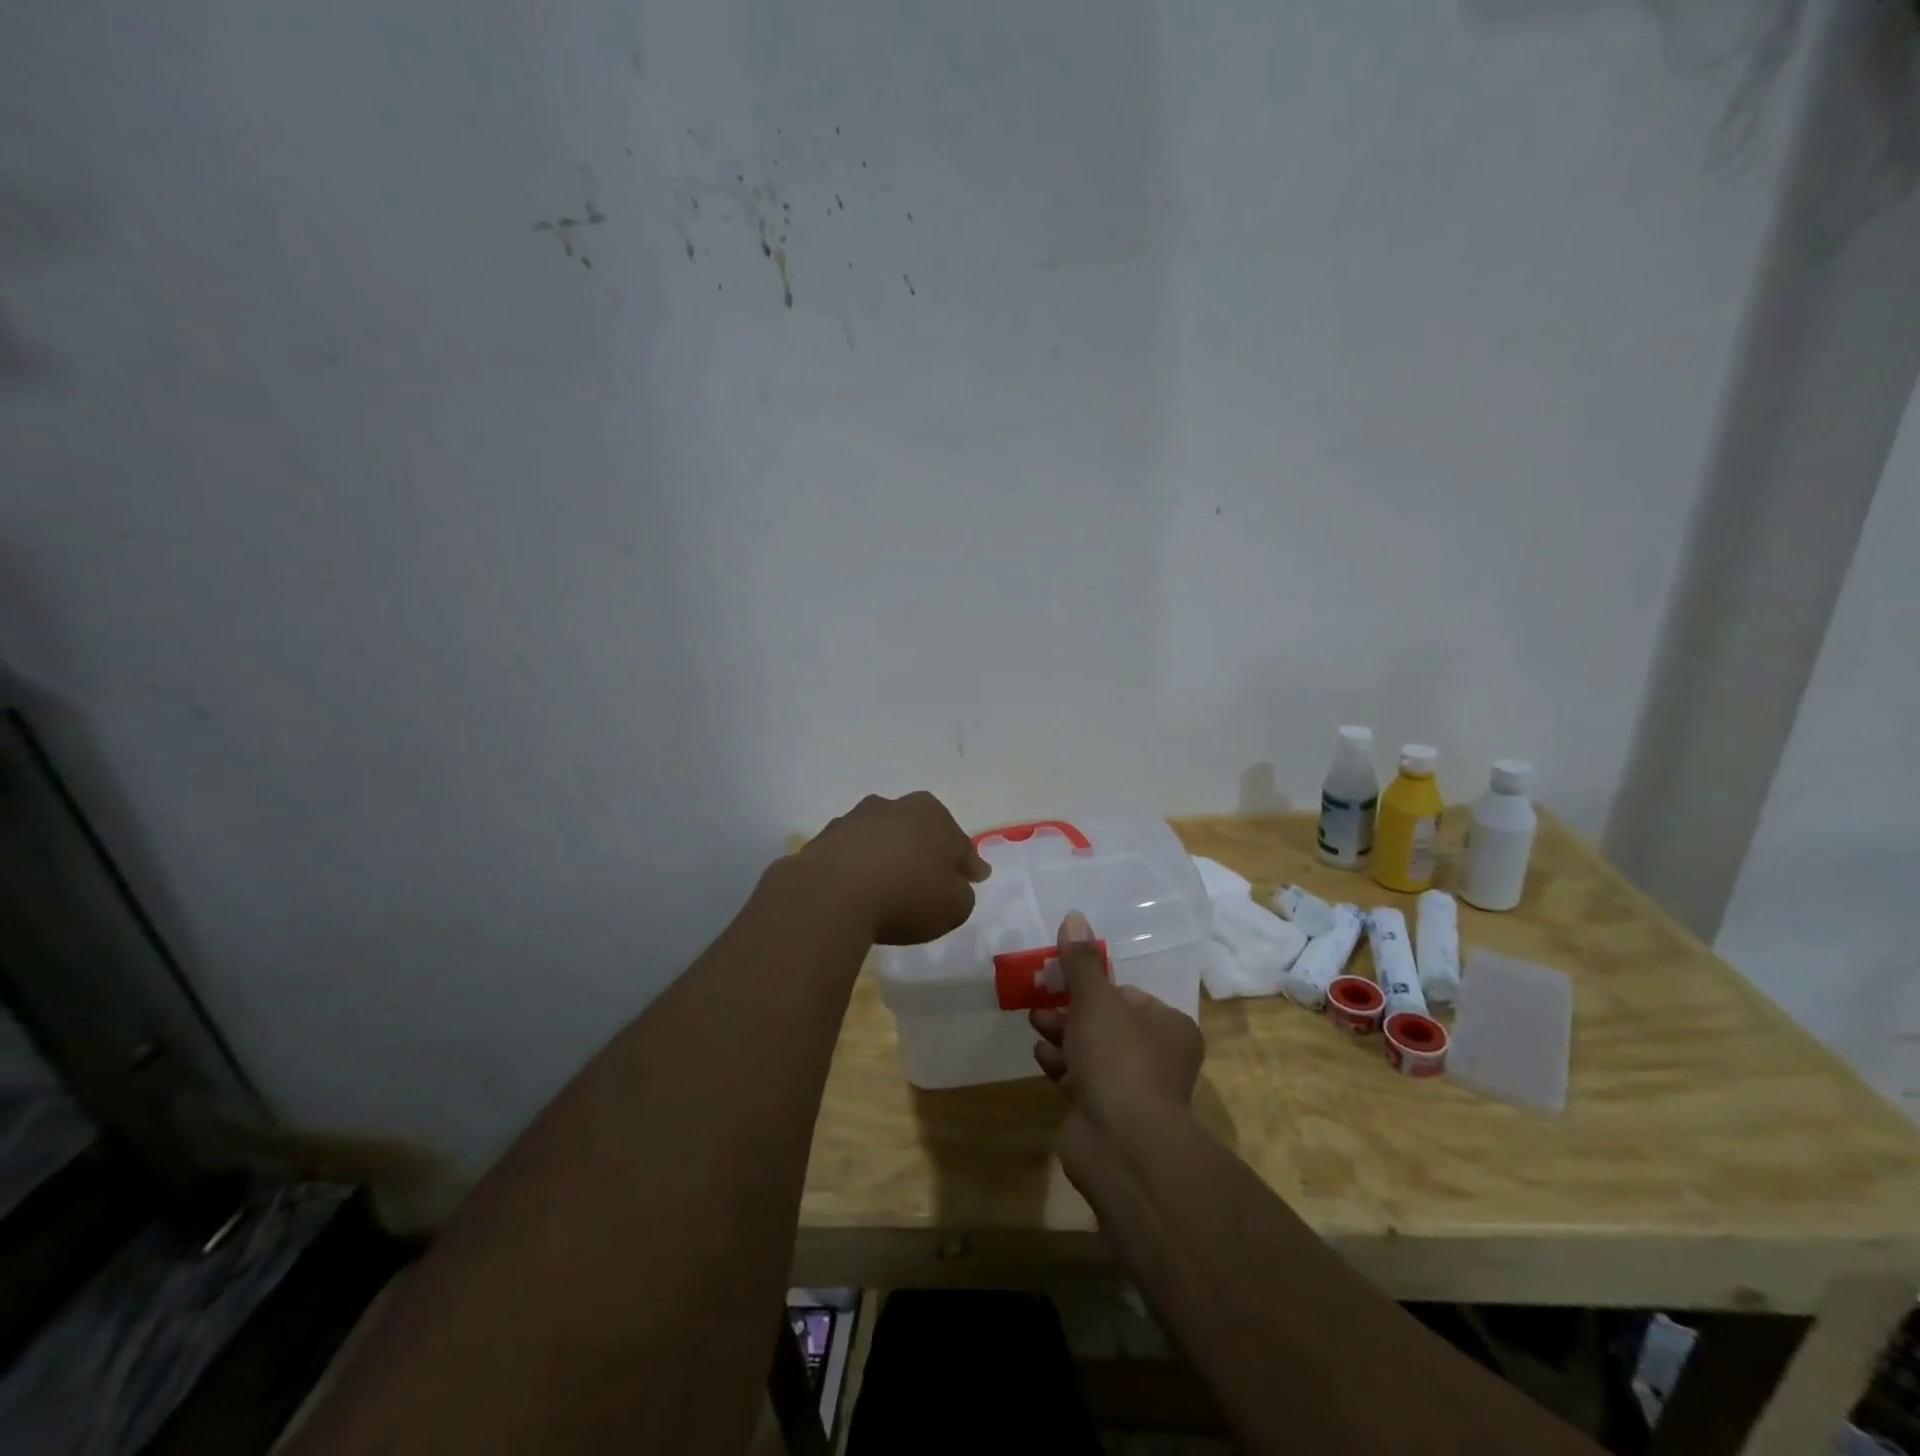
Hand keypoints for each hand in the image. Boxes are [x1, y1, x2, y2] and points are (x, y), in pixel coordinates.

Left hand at [799, 791, 989, 945]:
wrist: (831, 896)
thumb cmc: (906, 895)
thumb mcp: (954, 906)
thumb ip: (961, 893)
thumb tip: (952, 886)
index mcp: (932, 814)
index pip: (959, 843)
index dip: (969, 863)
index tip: (976, 877)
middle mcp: (893, 806)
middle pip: (918, 830)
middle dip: (926, 850)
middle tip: (932, 877)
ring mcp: (854, 820)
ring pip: (881, 838)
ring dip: (888, 856)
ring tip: (889, 885)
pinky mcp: (823, 840)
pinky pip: (850, 855)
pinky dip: (857, 868)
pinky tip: (857, 891)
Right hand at [1029, 910, 1203, 1127]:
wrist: (1122, 1143)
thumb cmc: (1118, 1058)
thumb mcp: (1096, 1000)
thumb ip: (1082, 961)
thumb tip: (1074, 916)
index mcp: (1169, 1027)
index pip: (1128, 996)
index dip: (1095, 987)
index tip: (1065, 980)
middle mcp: (1158, 1058)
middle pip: (1107, 1023)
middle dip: (1071, 1011)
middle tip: (1042, 1002)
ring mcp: (1133, 1091)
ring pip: (1092, 1052)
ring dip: (1062, 1037)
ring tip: (1037, 1025)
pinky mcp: (1108, 1116)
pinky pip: (1081, 1081)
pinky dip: (1062, 1068)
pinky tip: (1042, 1058)